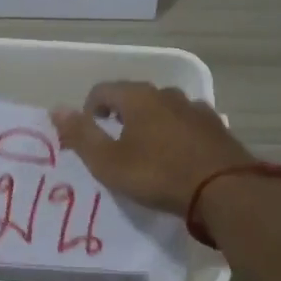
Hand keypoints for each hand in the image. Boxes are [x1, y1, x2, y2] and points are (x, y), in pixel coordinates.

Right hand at [50, 82, 255, 215]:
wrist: (224, 190)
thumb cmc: (158, 174)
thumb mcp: (109, 161)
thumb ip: (81, 135)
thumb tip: (56, 109)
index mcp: (138, 97)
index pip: (103, 90)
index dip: (89, 109)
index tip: (89, 134)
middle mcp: (167, 94)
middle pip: (135, 97)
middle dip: (121, 116)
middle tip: (115, 146)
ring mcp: (196, 109)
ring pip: (164, 110)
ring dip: (151, 124)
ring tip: (148, 153)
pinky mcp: (217, 128)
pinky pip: (187, 125)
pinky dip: (176, 135)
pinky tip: (178, 159)